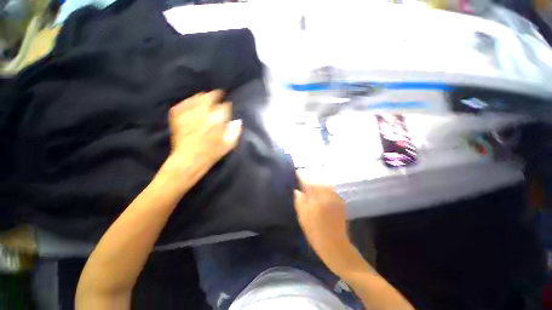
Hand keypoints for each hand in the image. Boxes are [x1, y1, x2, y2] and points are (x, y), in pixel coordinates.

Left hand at [164, 90, 241, 182]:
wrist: (188, 161)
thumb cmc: (211, 154)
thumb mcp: (228, 145)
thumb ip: (234, 132)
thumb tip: (237, 121)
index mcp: (216, 121)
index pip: (224, 107)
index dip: (226, 105)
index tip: (228, 105)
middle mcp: (202, 114)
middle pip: (209, 97)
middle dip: (215, 95)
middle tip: (218, 95)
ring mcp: (188, 114)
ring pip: (196, 98)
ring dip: (202, 97)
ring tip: (206, 98)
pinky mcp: (178, 117)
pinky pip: (182, 104)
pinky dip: (188, 102)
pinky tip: (191, 104)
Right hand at [294, 180, 352, 271]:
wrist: (335, 246)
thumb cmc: (316, 232)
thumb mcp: (303, 217)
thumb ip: (299, 201)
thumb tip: (297, 190)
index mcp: (318, 198)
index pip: (308, 184)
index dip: (302, 179)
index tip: (297, 174)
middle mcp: (328, 196)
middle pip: (317, 184)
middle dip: (310, 184)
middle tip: (304, 188)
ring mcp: (336, 199)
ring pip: (325, 188)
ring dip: (318, 188)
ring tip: (312, 193)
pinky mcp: (341, 204)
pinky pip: (331, 193)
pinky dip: (325, 193)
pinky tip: (321, 199)